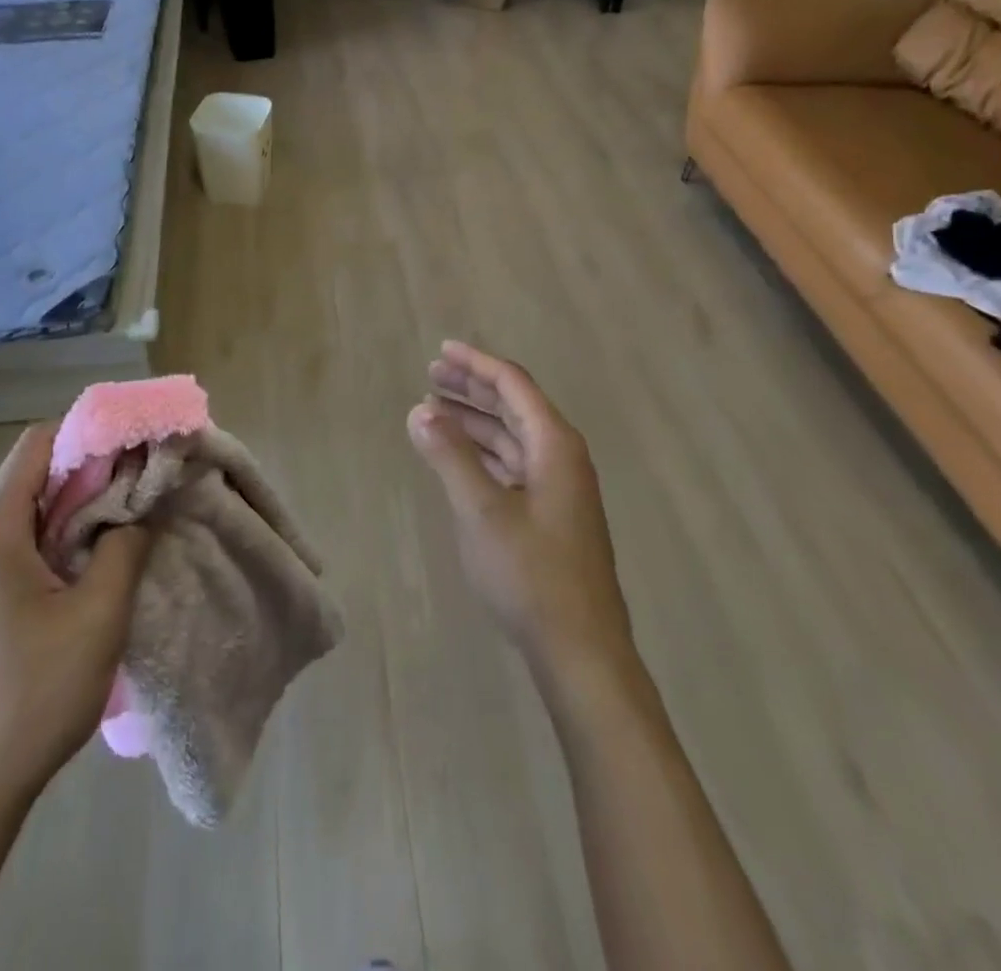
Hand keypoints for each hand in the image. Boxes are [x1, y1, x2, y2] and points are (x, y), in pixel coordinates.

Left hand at [0, 425, 151, 806]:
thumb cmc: (33, 695)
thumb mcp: (98, 615)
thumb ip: (125, 544)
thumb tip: (143, 501)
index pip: (39, 443)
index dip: (91, 432)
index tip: (138, 443)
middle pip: (35, 470)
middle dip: (92, 466)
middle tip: (145, 478)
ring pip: (32, 506)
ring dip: (81, 502)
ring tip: (131, 513)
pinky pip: (23, 538)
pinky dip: (62, 531)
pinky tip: (96, 556)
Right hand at [406, 342, 635, 694]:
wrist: (581, 651)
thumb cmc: (531, 574)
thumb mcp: (482, 511)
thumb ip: (450, 456)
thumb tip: (420, 409)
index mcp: (555, 445)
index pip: (513, 384)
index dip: (476, 363)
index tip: (441, 350)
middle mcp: (562, 457)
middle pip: (514, 406)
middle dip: (472, 388)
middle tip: (431, 374)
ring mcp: (559, 487)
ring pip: (512, 436)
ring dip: (475, 421)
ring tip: (434, 410)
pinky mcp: (551, 514)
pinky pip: (513, 464)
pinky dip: (483, 452)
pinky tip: (458, 456)